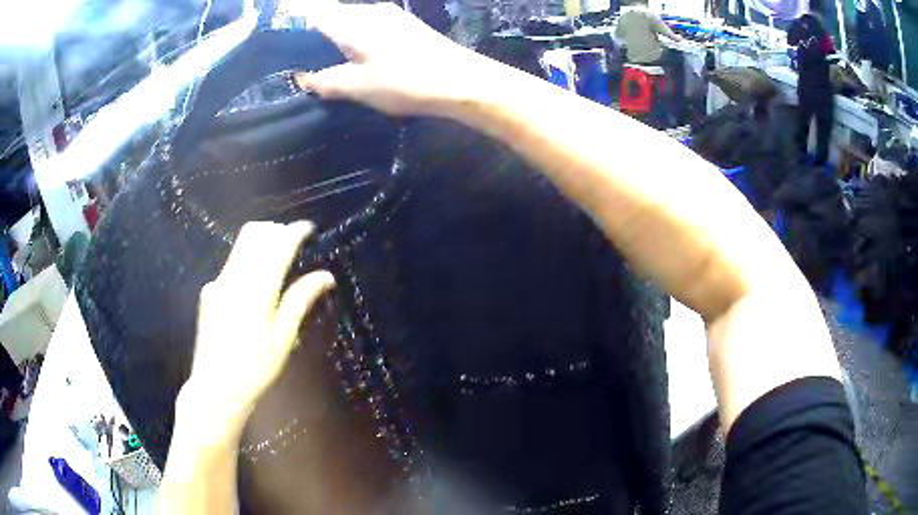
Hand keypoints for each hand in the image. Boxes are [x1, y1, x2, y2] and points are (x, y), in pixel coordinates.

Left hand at [181, 221, 334, 435]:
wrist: (215, 389)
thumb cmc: (255, 370)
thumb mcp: (283, 338)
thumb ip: (301, 300)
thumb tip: (326, 276)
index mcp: (256, 290)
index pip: (278, 245)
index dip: (295, 232)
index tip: (309, 229)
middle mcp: (233, 278)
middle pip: (255, 234)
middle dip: (277, 230)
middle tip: (295, 242)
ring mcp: (217, 283)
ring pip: (241, 246)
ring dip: (262, 243)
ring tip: (279, 260)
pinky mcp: (209, 292)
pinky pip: (232, 265)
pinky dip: (248, 262)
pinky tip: (256, 286)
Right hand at [295, 2, 488, 115]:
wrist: (461, 80)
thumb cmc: (405, 81)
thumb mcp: (358, 87)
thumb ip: (325, 81)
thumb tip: (303, 78)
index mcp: (353, 22)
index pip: (314, 15)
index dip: (297, 29)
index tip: (288, 50)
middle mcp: (371, 11)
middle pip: (334, 16)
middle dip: (317, 37)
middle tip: (308, 63)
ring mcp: (392, 16)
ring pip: (353, 22)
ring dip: (339, 40)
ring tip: (332, 65)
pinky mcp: (407, 26)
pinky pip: (371, 28)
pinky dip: (359, 41)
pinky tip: (360, 60)